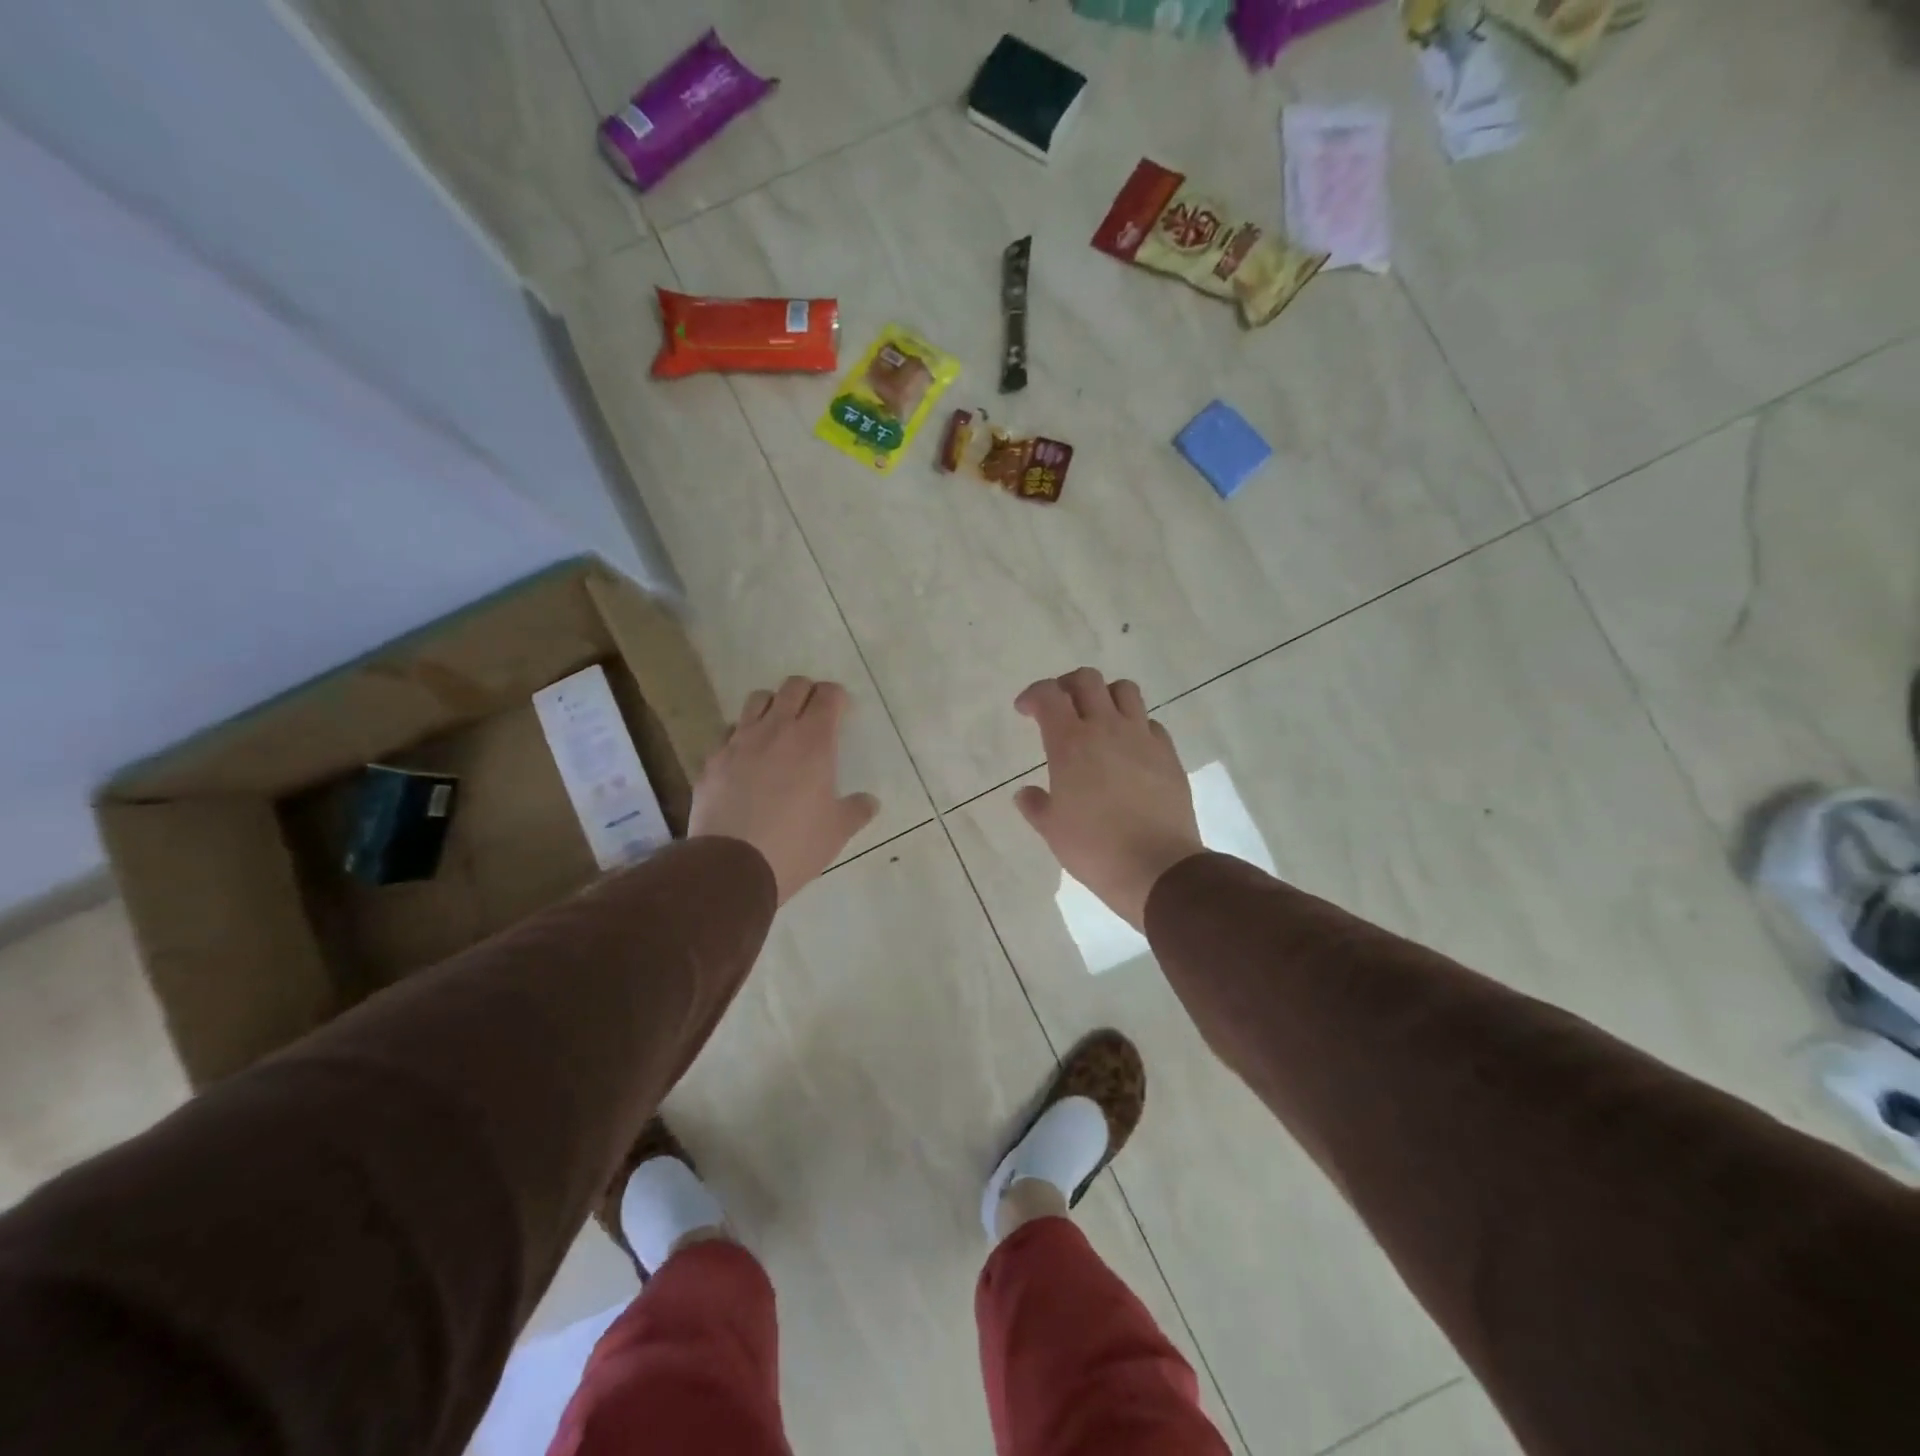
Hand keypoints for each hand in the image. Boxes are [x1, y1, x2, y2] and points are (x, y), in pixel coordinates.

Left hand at [689, 677, 879, 903]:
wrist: (732, 866)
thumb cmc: (795, 845)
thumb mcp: (837, 832)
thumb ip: (856, 810)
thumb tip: (870, 802)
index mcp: (813, 742)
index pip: (828, 696)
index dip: (837, 697)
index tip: (842, 710)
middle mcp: (776, 731)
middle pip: (793, 687)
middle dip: (808, 692)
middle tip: (814, 713)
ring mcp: (739, 743)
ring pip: (757, 700)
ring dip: (773, 706)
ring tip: (779, 728)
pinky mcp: (713, 761)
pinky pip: (730, 733)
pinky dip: (743, 736)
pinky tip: (747, 759)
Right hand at [1013, 668, 1203, 930]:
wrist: (1157, 867)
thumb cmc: (1094, 848)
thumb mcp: (1052, 830)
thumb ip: (1036, 805)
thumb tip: (1025, 793)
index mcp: (1070, 743)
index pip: (1048, 695)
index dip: (1033, 695)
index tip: (1025, 710)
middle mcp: (1106, 728)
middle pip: (1087, 680)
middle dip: (1067, 685)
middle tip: (1060, 707)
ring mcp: (1141, 738)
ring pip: (1125, 690)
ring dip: (1105, 695)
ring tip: (1097, 718)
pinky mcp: (1168, 753)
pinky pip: (1150, 723)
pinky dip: (1135, 725)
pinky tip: (1128, 748)